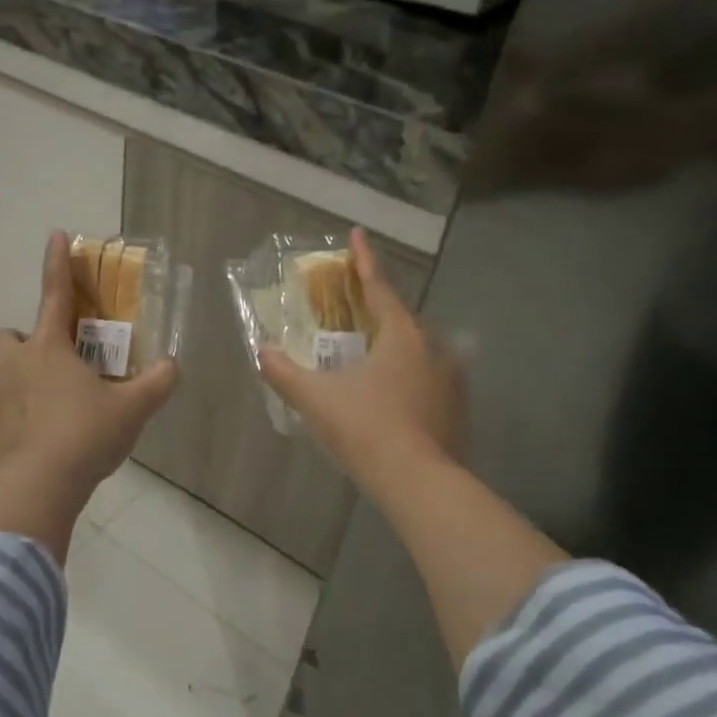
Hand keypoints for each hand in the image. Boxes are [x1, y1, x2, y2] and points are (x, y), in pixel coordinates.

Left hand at [0, 232, 176, 558]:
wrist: (34, 487)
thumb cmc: (84, 437)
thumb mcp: (131, 411)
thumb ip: (156, 384)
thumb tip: (173, 367)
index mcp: (48, 349)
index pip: (55, 294)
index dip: (57, 263)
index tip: (55, 235)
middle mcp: (10, 364)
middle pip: (10, 337)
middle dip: (27, 346)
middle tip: (53, 373)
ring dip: (17, 389)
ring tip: (44, 422)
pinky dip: (4, 426)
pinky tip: (25, 451)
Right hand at [258, 228, 465, 498]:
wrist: (418, 482)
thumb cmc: (365, 428)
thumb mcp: (315, 399)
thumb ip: (284, 373)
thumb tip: (261, 352)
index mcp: (401, 336)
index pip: (378, 288)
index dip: (364, 260)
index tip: (357, 234)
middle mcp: (433, 350)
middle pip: (402, 318)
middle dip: (379, 308)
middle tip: (355, 308)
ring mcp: (450, 381)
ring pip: (419, 350)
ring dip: (396, 345)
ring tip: (372, 354)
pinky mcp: (456, 410)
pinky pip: (428, 380)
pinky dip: (408, 377)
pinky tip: (391, 395)